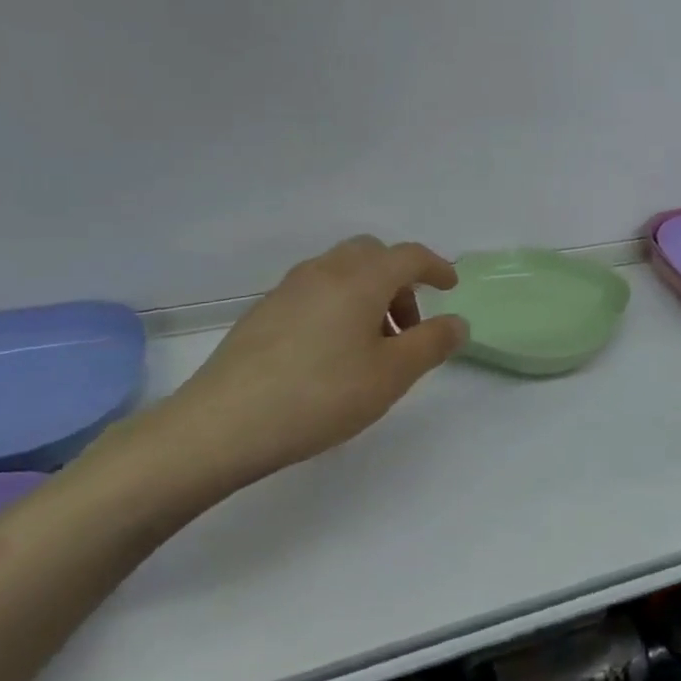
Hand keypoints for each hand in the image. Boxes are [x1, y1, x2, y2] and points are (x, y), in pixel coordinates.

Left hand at [117, 237, 466, 498]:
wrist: (222, 424)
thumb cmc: (321, 395)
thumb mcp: (392, 375)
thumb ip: (432, 343)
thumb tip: (458, 322)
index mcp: (361, 279)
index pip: (409, 255)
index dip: (435, 267)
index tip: (450, 288)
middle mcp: (325, 271)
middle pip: (372, 255)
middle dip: (399, 281)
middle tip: (409, 325)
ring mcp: (288, 289)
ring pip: (342, 272)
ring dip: (369, 294)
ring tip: (372, 346)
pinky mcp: (263, 312)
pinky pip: (316, 291)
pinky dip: (339, 305)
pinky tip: (332, 353)